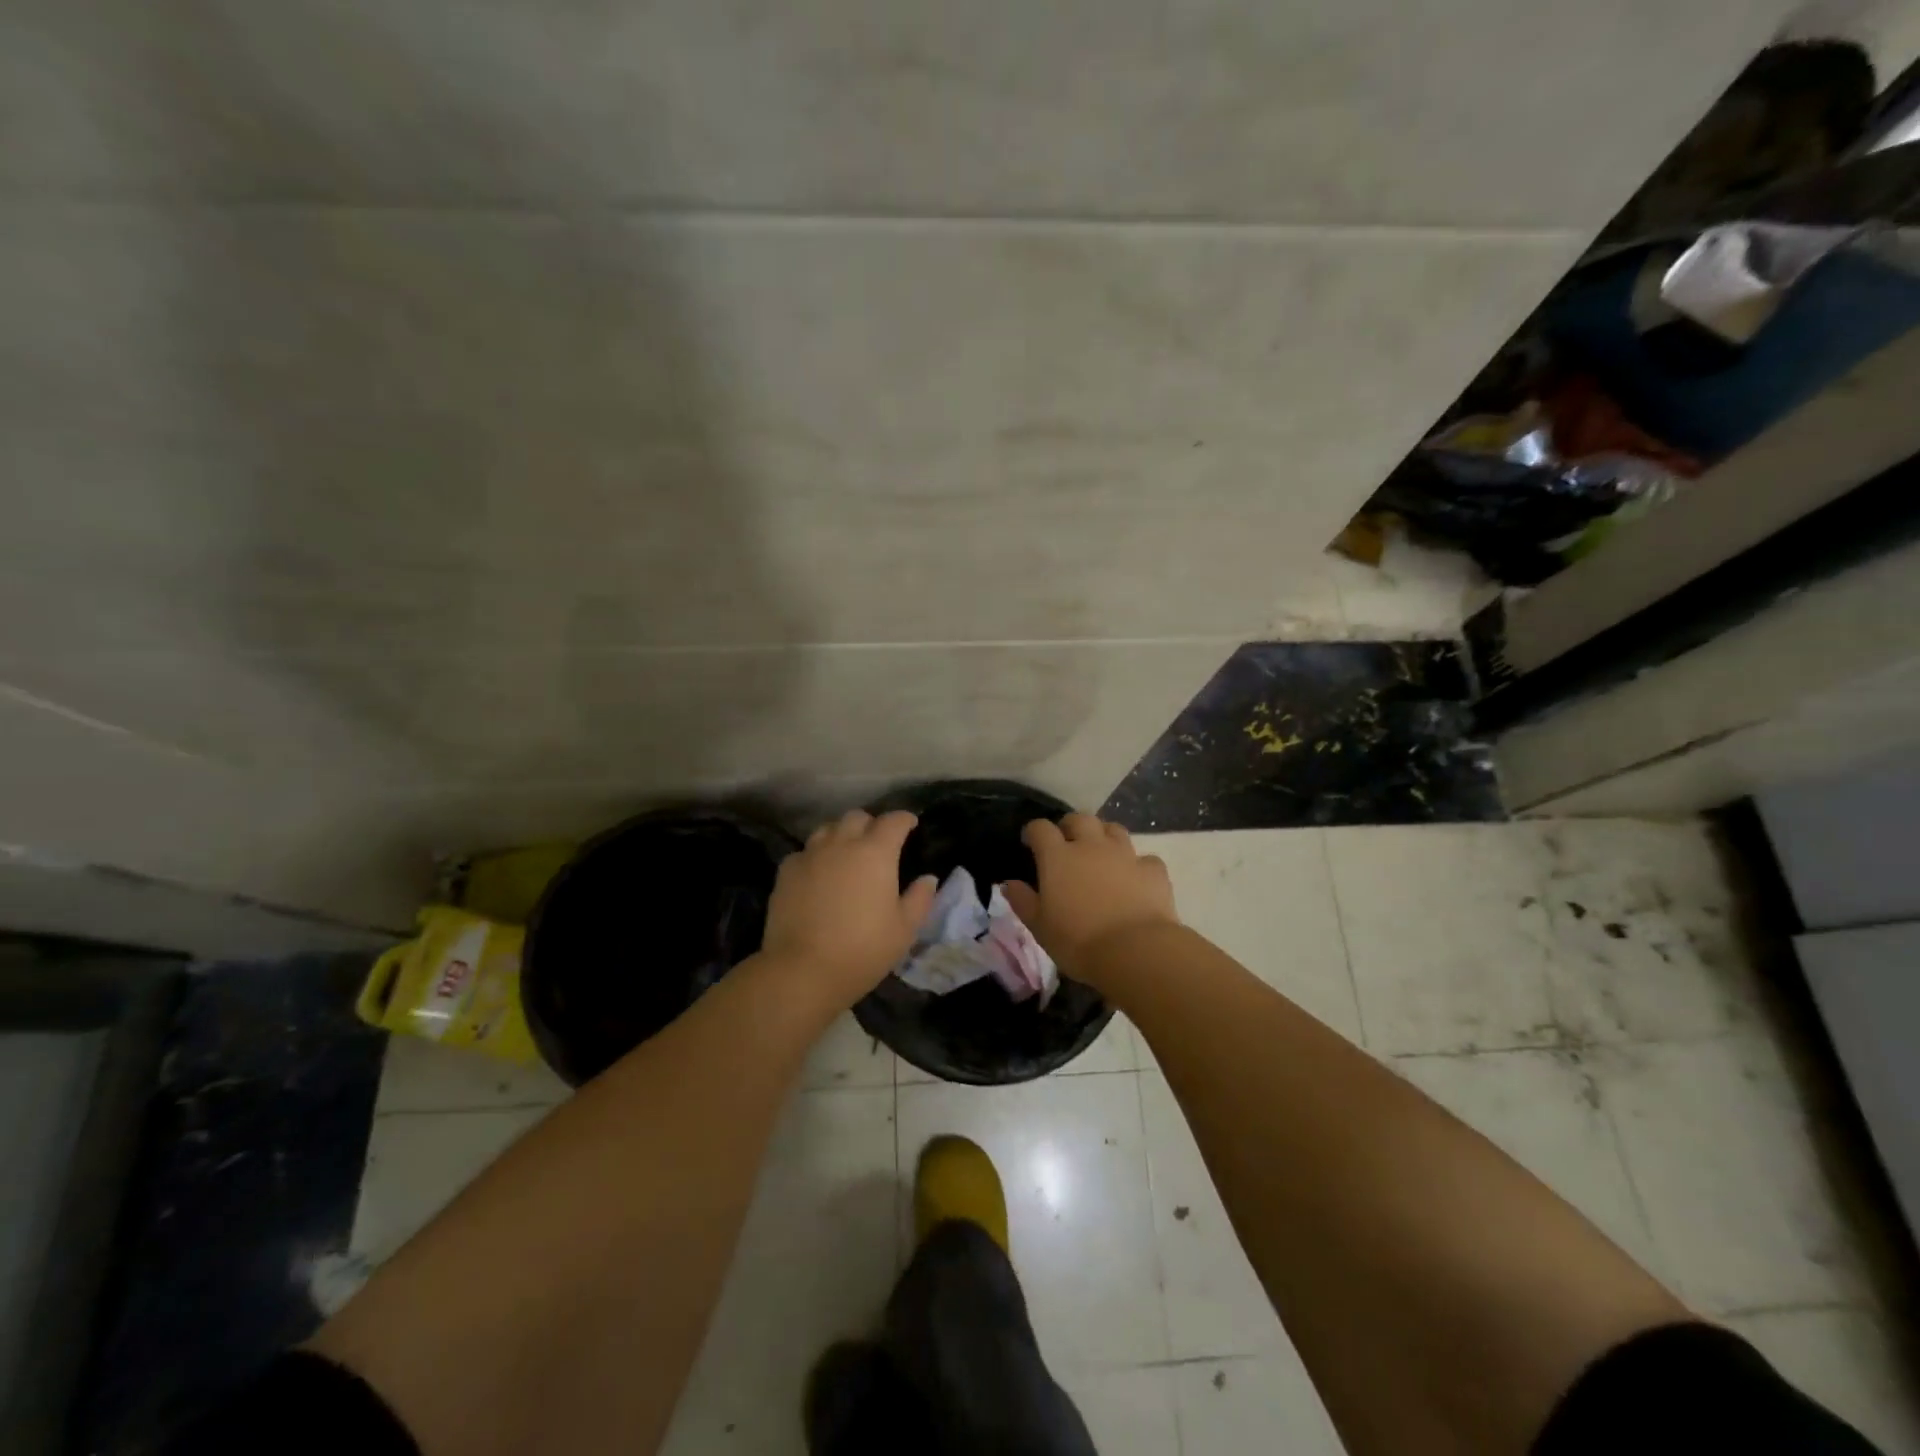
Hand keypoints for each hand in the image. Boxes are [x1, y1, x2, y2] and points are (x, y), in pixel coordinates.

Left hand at [761, 810, 937, 1008]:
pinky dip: (816, 856)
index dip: (904, 819)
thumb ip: (920, 899)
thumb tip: (928, 878)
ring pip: (828, 829)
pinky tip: (818, 875)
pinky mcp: (786, 871)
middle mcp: (842, 844)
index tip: (911, 825)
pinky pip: (805, 852)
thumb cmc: (862, 950)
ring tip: (846, 855)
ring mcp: (810, 855)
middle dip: (871, 824)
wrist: (802, 970)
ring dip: (841, 835)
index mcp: (876, 853)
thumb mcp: (904, 930)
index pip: (893, 821)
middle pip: (857, 817)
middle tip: (878, 843)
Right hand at [1002, 814, 1177, 980]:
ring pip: (1114, 830)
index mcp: (1058, 857)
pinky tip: (1135, 879)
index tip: (1030, 843)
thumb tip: (1009, 884)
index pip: (1041, 828)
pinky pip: (1144, 859)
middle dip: (1071, 825)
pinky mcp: (1153, 871)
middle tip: (1067, 842)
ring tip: (1101, 853)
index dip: (1034, 832)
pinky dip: (1137, 865)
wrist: (1135, 951)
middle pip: (1080, 819)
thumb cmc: (1078, 941)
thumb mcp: (1040, 927)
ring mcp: (1125, 855)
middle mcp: (1091, 846)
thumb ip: (1023, 901)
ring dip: (1104, 836)